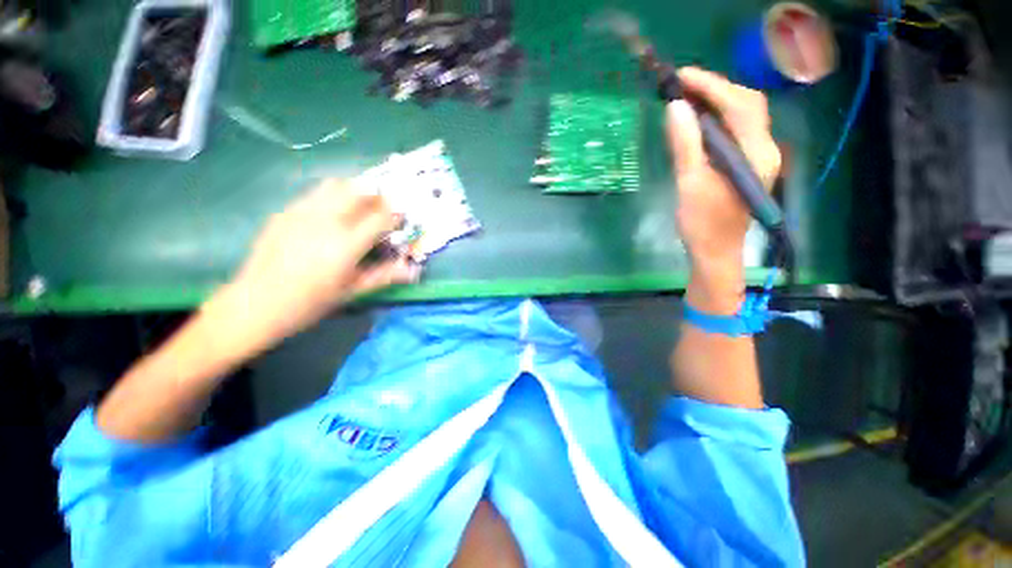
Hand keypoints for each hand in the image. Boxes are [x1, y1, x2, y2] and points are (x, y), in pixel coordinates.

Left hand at [223, 180, 419, 339]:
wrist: (255, 304)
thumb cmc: (310, 303)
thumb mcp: (352, 291)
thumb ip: (385, 275)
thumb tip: (414, 271)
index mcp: (346, 244)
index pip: (381, 216)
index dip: (396, 215)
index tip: (400, 221)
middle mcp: (325, 220)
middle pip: (360, 190)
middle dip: (378, 196)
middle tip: (382, 211)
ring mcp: (301, 212)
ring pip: (336, 184)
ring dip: (354, 191)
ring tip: (358, 209)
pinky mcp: (285, 212)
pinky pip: (315, 194)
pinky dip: (332, 198)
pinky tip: (329, 218)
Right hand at [666, 67, 780, 312]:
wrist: (716, 251)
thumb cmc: (702, 223)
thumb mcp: (689, 183)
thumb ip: (686, 144)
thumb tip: (676, 107)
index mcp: (755, 153)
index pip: (739, 104)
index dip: (711, 85)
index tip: (681, 77)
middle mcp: (765, 148)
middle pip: (747, 103)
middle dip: (716, 88)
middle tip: (683, 86)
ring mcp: (760, 156)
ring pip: (744, 115)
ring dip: (718, 101)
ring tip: (688, 98)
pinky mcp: (750, 163)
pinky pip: (738, 130)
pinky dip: (719, 118)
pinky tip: (700, 121)